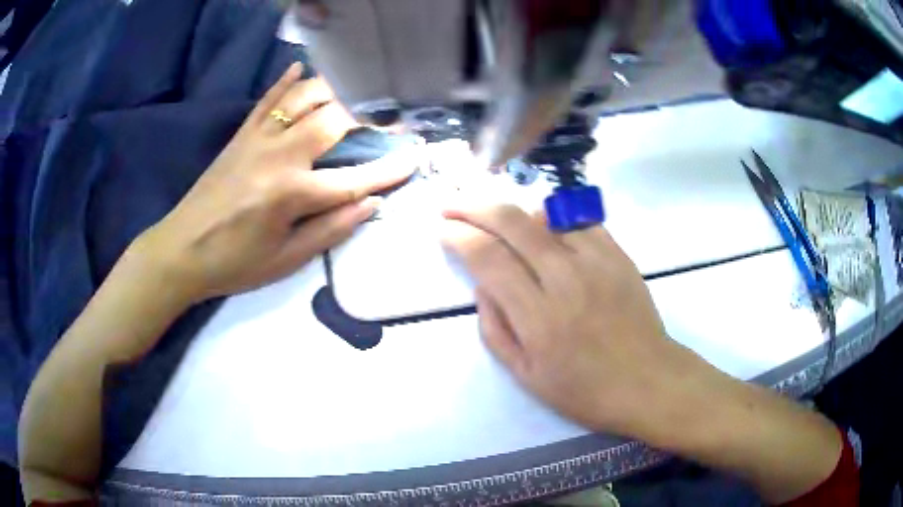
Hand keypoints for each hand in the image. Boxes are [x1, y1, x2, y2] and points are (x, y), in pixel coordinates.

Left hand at [137, 63, 415, 303]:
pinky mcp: (241, 133)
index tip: (415, 158)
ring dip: (334, 94)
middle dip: (367, 122)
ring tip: (350, 105)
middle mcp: (278, 155)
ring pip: (305, 96)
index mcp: (291, 193)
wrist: (180, 250)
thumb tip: (372, 204)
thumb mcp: (286, 261)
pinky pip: (269, 97)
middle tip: (382, 130)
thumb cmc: (234, 264)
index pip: (354, 178)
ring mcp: (258, 138)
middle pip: (335, 119)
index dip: (389, 169)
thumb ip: (331, 230)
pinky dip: (288, 80)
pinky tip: (303, 69)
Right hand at [442, 205, 707, 436]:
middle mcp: (565, 278)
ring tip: (493, 215)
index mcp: (538, 317)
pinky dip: (552, 215)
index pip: (488, 257)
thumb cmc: (584, 390)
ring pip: (544, 213)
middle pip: (511, 222)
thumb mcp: (526, 375)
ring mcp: (596, 261)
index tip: (443, 229)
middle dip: (473, 206)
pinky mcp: (618, 254)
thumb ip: (495, 328)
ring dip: (511, 208)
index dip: (459, 236)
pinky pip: (578, 219)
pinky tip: (541, 223)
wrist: (647, 380)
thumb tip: (482, 285)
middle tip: (453, 204)